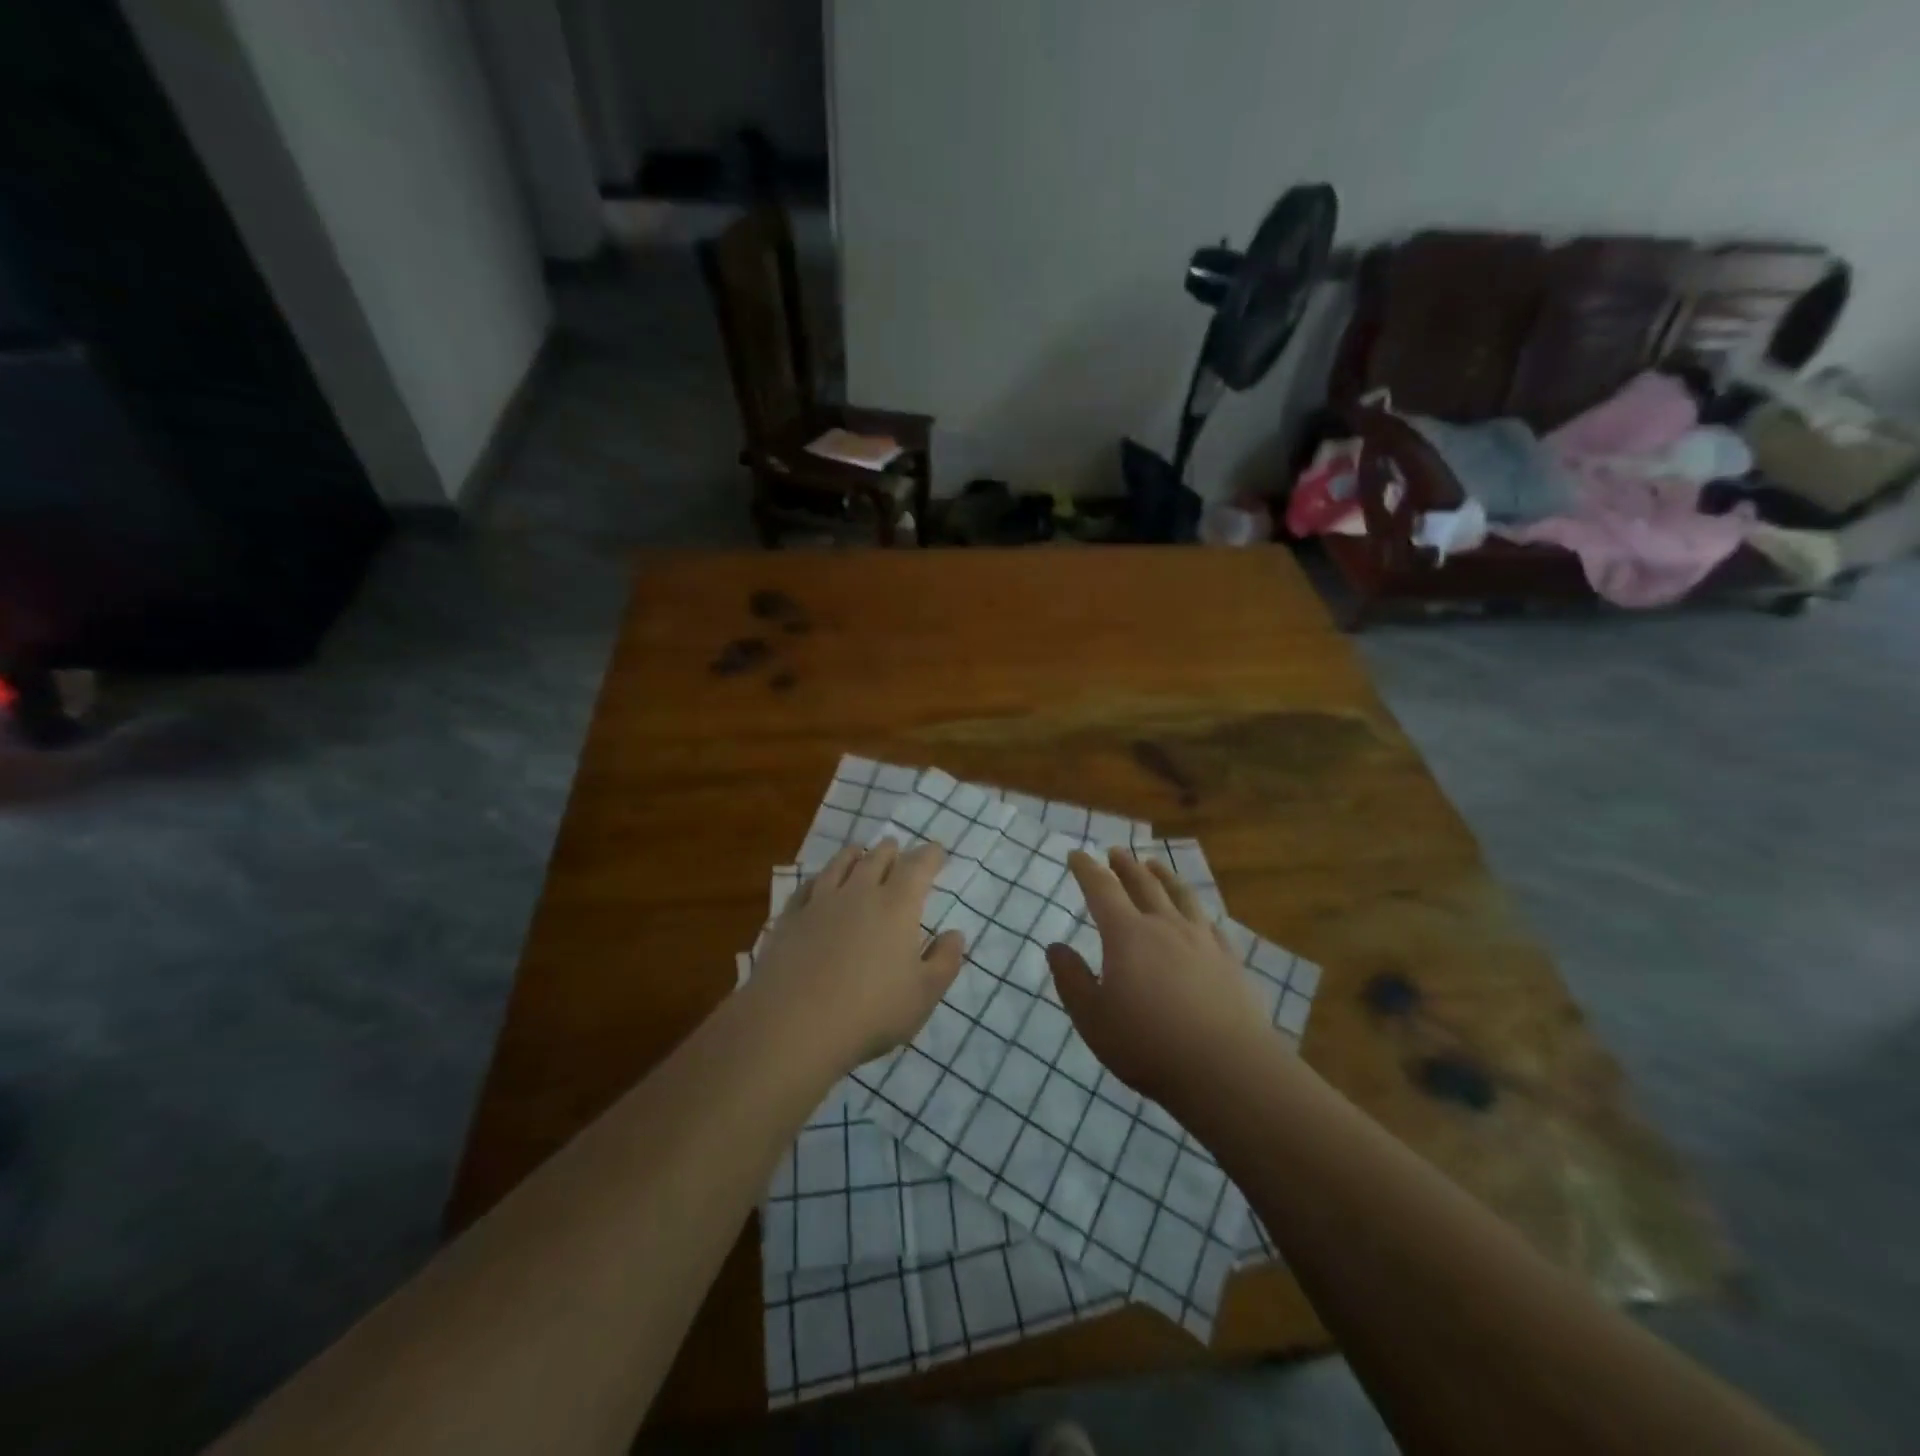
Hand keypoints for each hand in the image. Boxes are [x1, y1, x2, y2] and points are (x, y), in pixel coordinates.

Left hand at [751, 839, 964, 1070]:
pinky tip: (817, 883)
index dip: (930, 856)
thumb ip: (944, 961)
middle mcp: (859, 893)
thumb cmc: (870, 1012)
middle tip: (896, 848)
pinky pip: (807, 887)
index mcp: (896, 906)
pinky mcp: (790, 919)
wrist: (793, 1025)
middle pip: (877, 859)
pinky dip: (818, 878)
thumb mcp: (923, 995)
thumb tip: (955, 934)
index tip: (937, 852)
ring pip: (839, 865)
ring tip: (858, 851)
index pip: (917, 867)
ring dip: (853, 855)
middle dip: (891, 851)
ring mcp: (820, 903)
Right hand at [1046, 848, 1270, 1108]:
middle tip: (1116, 852)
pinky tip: (1198, 916)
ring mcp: (1202, 940)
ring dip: (1163, 876)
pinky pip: (1210, 923)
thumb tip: (1056, 947)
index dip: (1086, 869)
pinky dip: (1197, 911)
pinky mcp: (1230, 960)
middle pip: (1143, 883)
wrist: (1227, 1069)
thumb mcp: (1093, 1018)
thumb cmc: (1148, 1044)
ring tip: (1155, 865)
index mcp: (1127, 935)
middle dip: (1125, 865)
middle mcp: (1165, 926)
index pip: (1101, 889)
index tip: (1077, 854)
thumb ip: (1071, 979)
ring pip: (1180, 895)